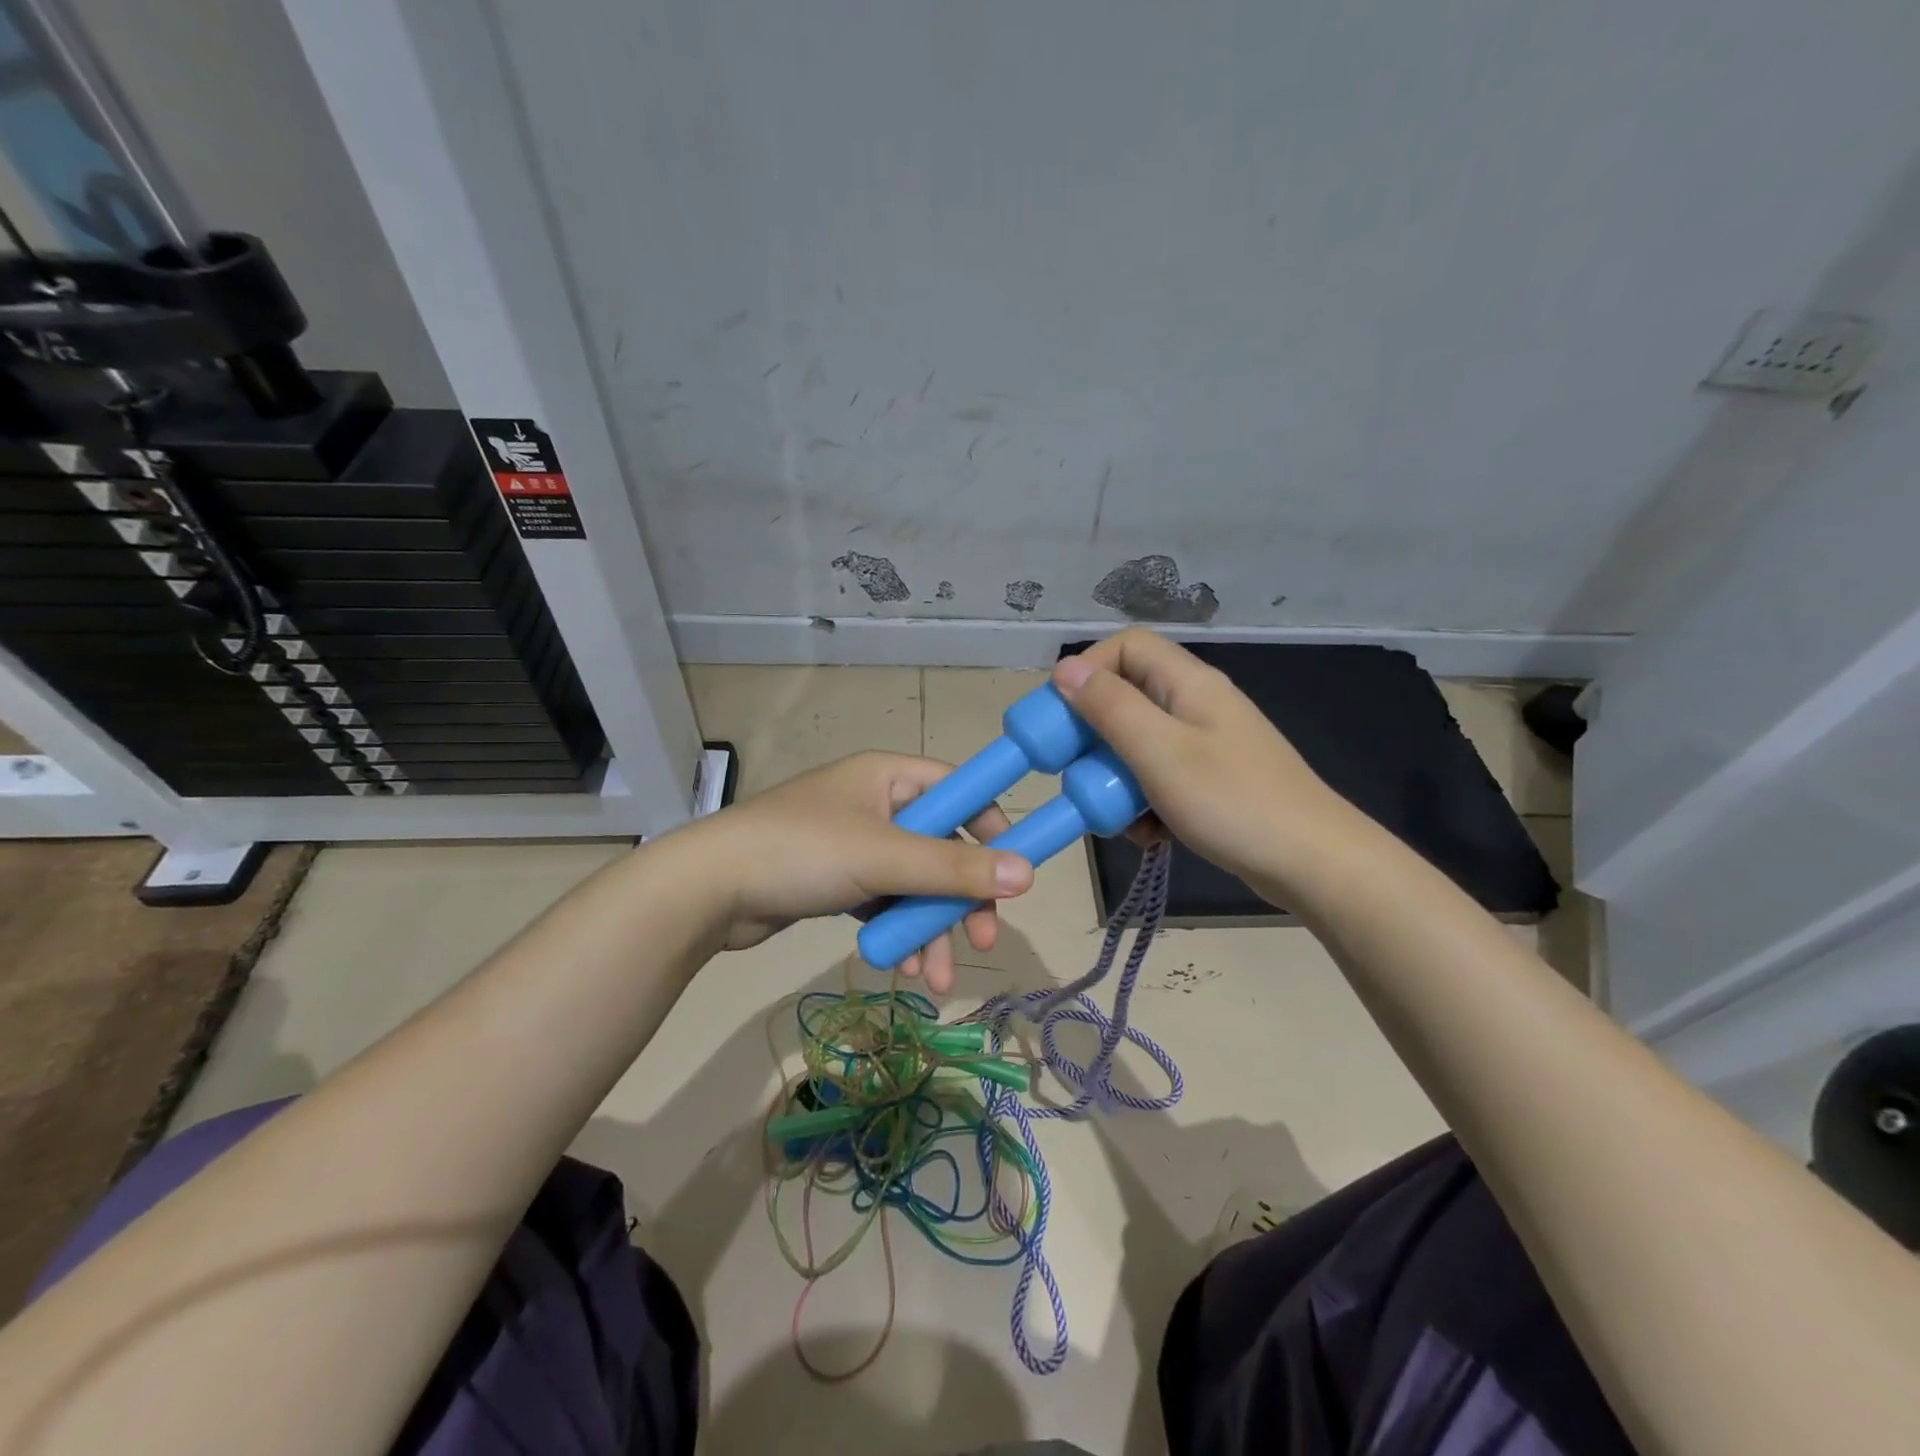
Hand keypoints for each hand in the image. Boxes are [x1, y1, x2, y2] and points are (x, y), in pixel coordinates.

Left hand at [678, 751, 1033, 991]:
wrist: (708, 890)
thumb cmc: (802, 853)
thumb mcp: (884, 858)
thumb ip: (955, 867)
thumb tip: (1029, 875)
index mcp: (889, 776)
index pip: (961, 791)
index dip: (992, 829)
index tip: (1013, 874)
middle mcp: (877, 803)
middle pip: (942, 846)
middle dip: (960, 899)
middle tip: (982, 942)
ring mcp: (856, 843)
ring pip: (914, 883)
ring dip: (929, 928)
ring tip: (934, 979)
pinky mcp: (837, 879)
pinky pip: (885, 901)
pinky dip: (897, 931)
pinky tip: (902, 967)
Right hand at [1051, 629, 1357, 901]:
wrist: (1313, 863)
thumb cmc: (1231, 800)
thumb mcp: (1158, 751)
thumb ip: (1109, 707)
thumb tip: (1065, 668)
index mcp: (1188, 683)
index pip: (1126, 646)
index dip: (1087, 670)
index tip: (1059, 715)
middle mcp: (1197, 704)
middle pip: (1128, 698)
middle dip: (1095, 737)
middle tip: (1077, 773)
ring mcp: (1207, 744)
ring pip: (1140, 744)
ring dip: (1117, 778)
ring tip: (1116, 816)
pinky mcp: (1212, 781)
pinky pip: (1161, 777)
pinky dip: (1144, 802)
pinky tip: (1148, 834)